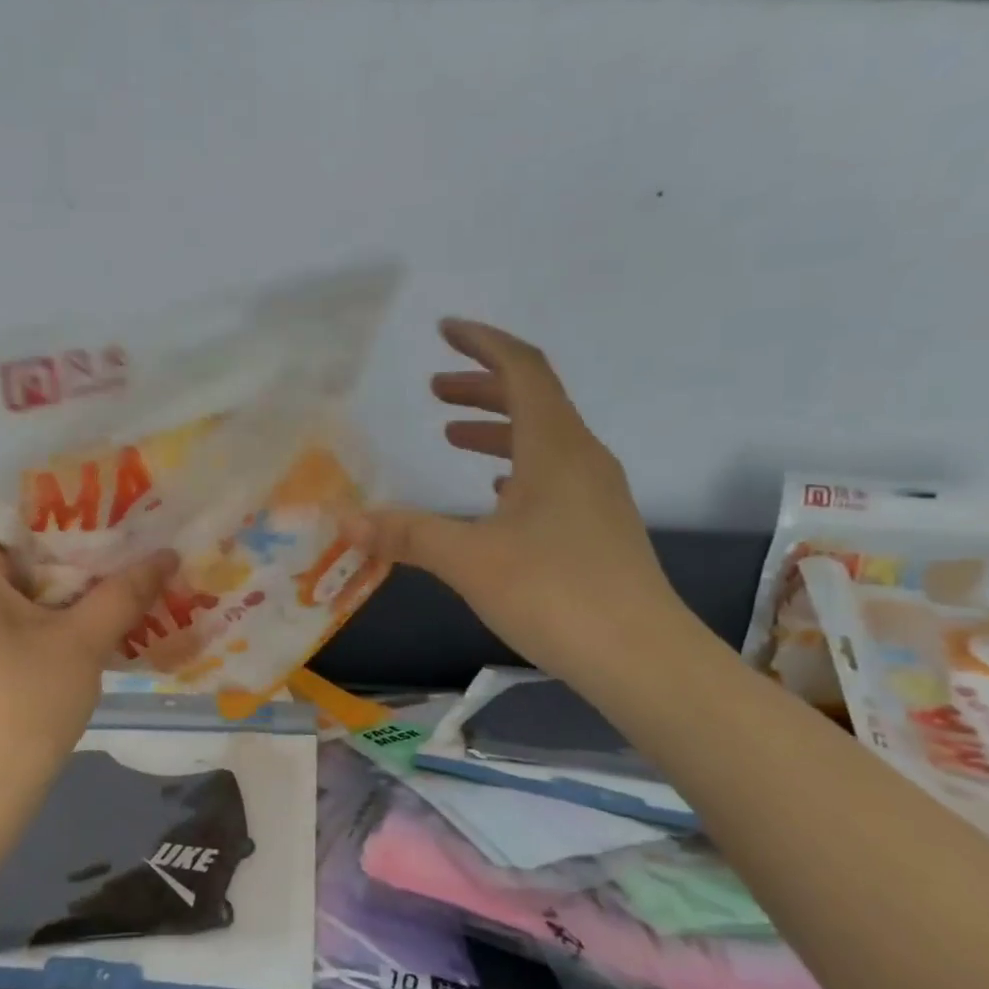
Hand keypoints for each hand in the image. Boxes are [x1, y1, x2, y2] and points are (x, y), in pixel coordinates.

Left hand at [0, 516, 174, 803]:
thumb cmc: (28, 703)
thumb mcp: (84, 641)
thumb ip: (125, 591)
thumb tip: (167, 554)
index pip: (12, 514)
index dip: (62, 509)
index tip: (109, 513)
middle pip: (12, 549)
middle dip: (69, 549)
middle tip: (124, 546)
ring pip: (9, 584)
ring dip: (58, 583)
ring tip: (113, 579)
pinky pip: (0, 613)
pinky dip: (39, 611)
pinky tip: (82, 620)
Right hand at [350, 319, 687, 684]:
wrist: (641, 657)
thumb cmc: (555, 594)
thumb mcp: (470, 560)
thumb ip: (408, 535)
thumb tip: (347, 521)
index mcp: (555, 447)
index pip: (523, 369)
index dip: (483, 343)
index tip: (445, 330)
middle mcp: (582, 458)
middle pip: (534, 399)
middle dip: (482, 386)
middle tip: (434, 389)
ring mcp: (596, 494)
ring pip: (543, 439)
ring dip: (497, 428)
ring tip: (453, 436)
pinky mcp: (597, 527)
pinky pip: (553, 475)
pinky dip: (517, 467)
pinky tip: (495, 493)